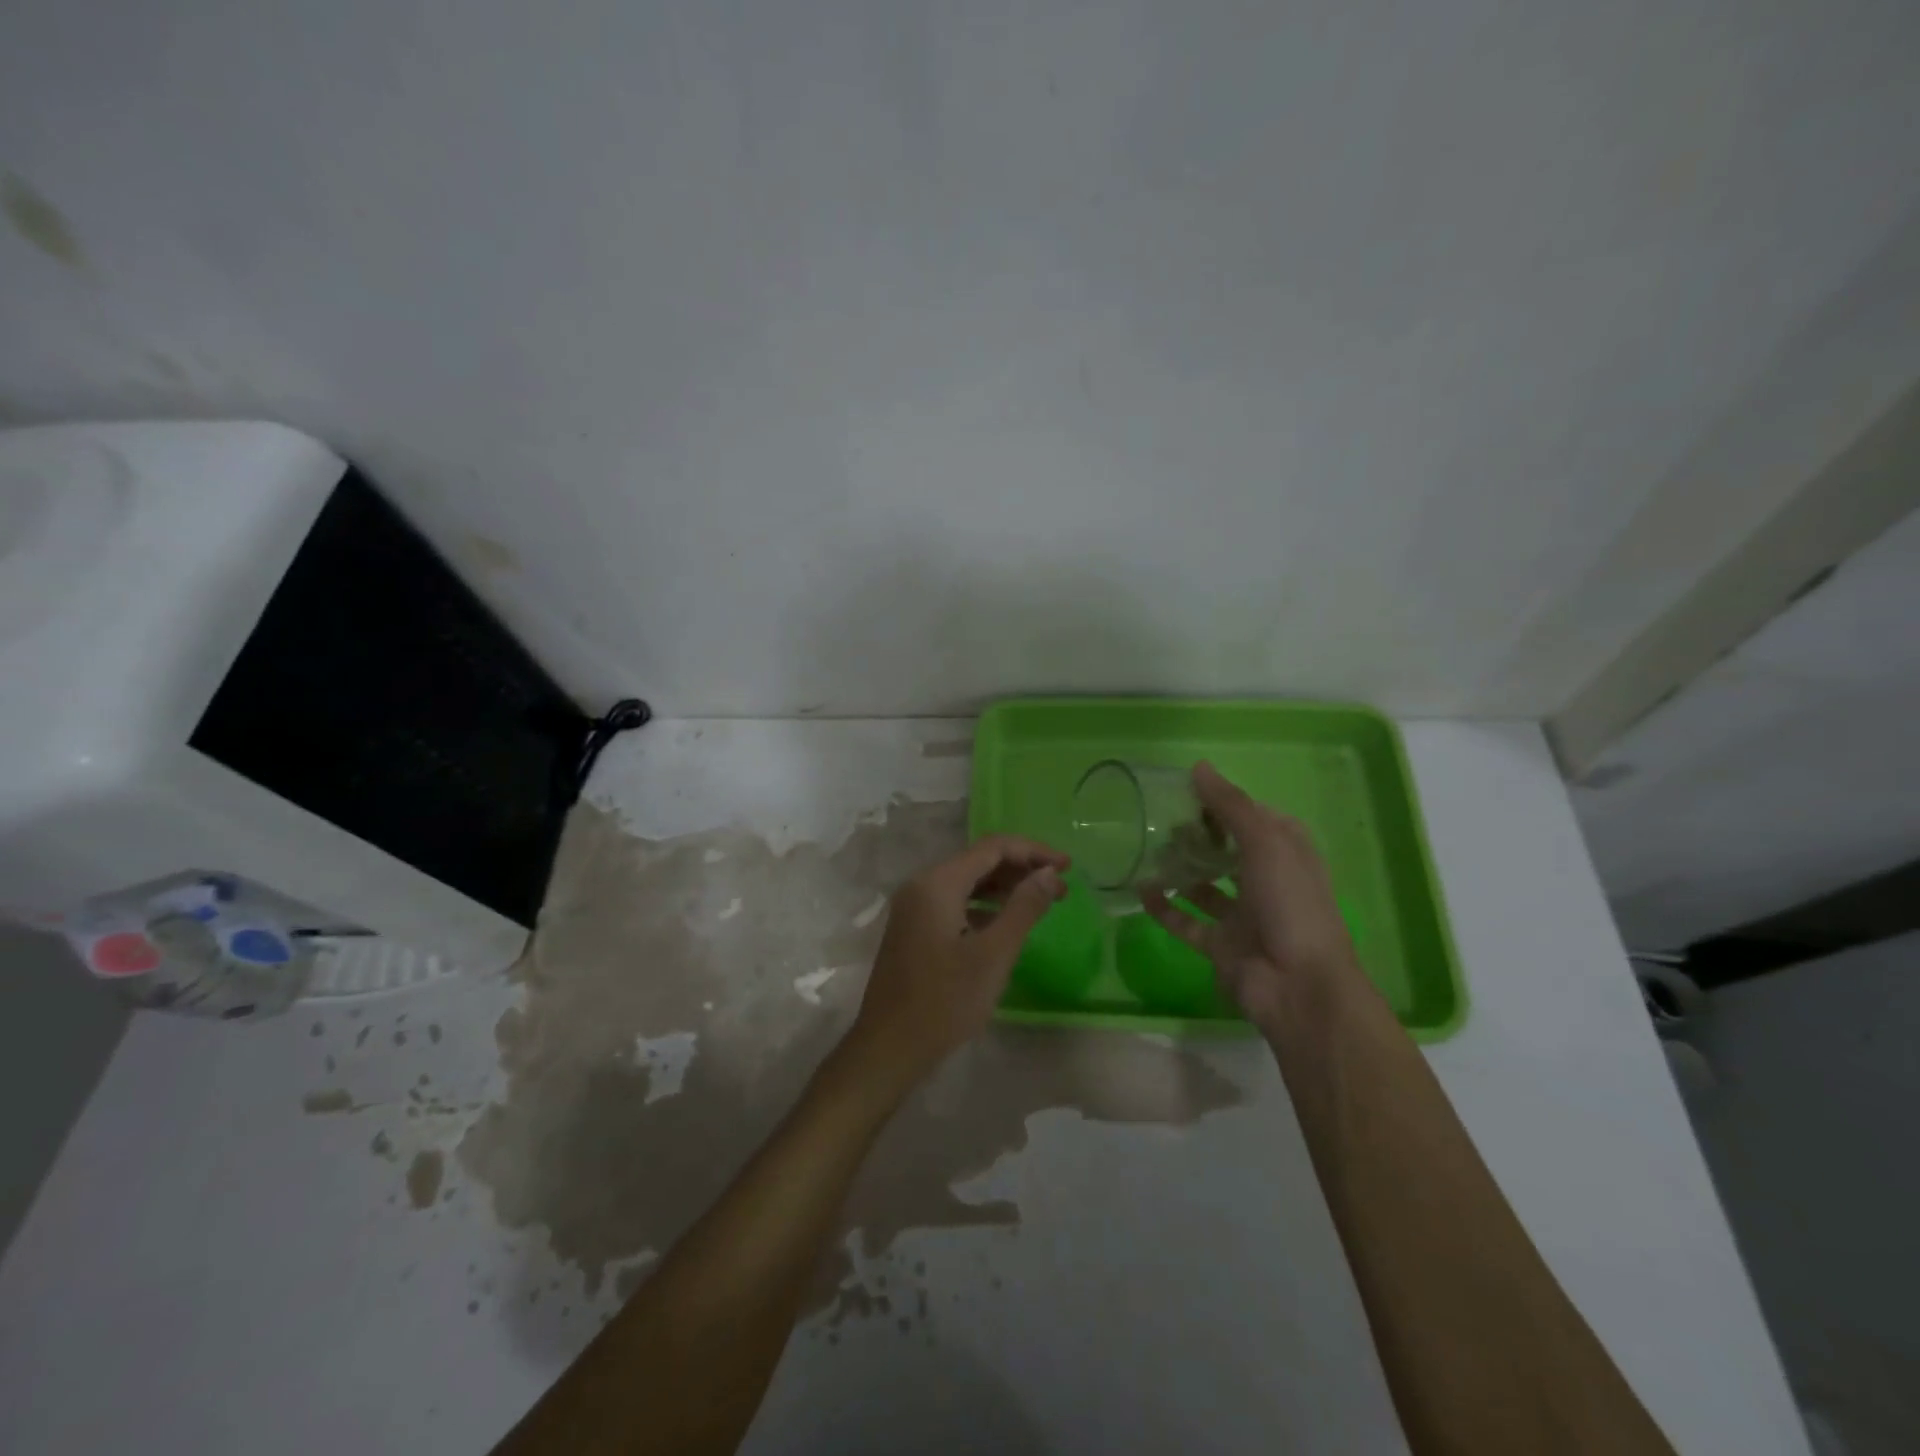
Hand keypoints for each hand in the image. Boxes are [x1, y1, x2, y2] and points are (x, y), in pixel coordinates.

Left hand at [842, 835, 1068, 1093]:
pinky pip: (955, 903)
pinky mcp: (914, 929)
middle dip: (1022, 868)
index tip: (1068, 866)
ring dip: (1005, 888)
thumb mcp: (993, 954)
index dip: (1033, 851)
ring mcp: (914, 907)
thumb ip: (1024, 907)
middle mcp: (922, 885)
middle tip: (1061, 888)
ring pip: (967, 882)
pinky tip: (1007, 923)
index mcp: (938, 883)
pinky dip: (984, 906)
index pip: (993, 848)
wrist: (889, 1047)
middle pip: (979, 861)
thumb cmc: (944, 1001)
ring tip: (1042, 902)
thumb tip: (1050, 873)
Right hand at [1141, 761, 1361, 1030]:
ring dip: (1182, 869)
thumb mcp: (1266, 842)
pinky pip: (1187, 922)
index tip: (1190, 792)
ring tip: (1149, 849)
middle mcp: (1267, 881)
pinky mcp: (1221, 945)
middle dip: (1199, 835)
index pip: (1256, 818)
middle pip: (1229, 850)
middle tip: (1163, 820)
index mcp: (1287, 854)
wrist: (1299, 985)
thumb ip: (1230, 805)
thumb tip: (1198, 767)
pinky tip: (1142, 890)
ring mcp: (1244, 916)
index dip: (1226, 804)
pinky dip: (1166, 907)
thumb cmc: (1290, 903)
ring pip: (1207, 886)